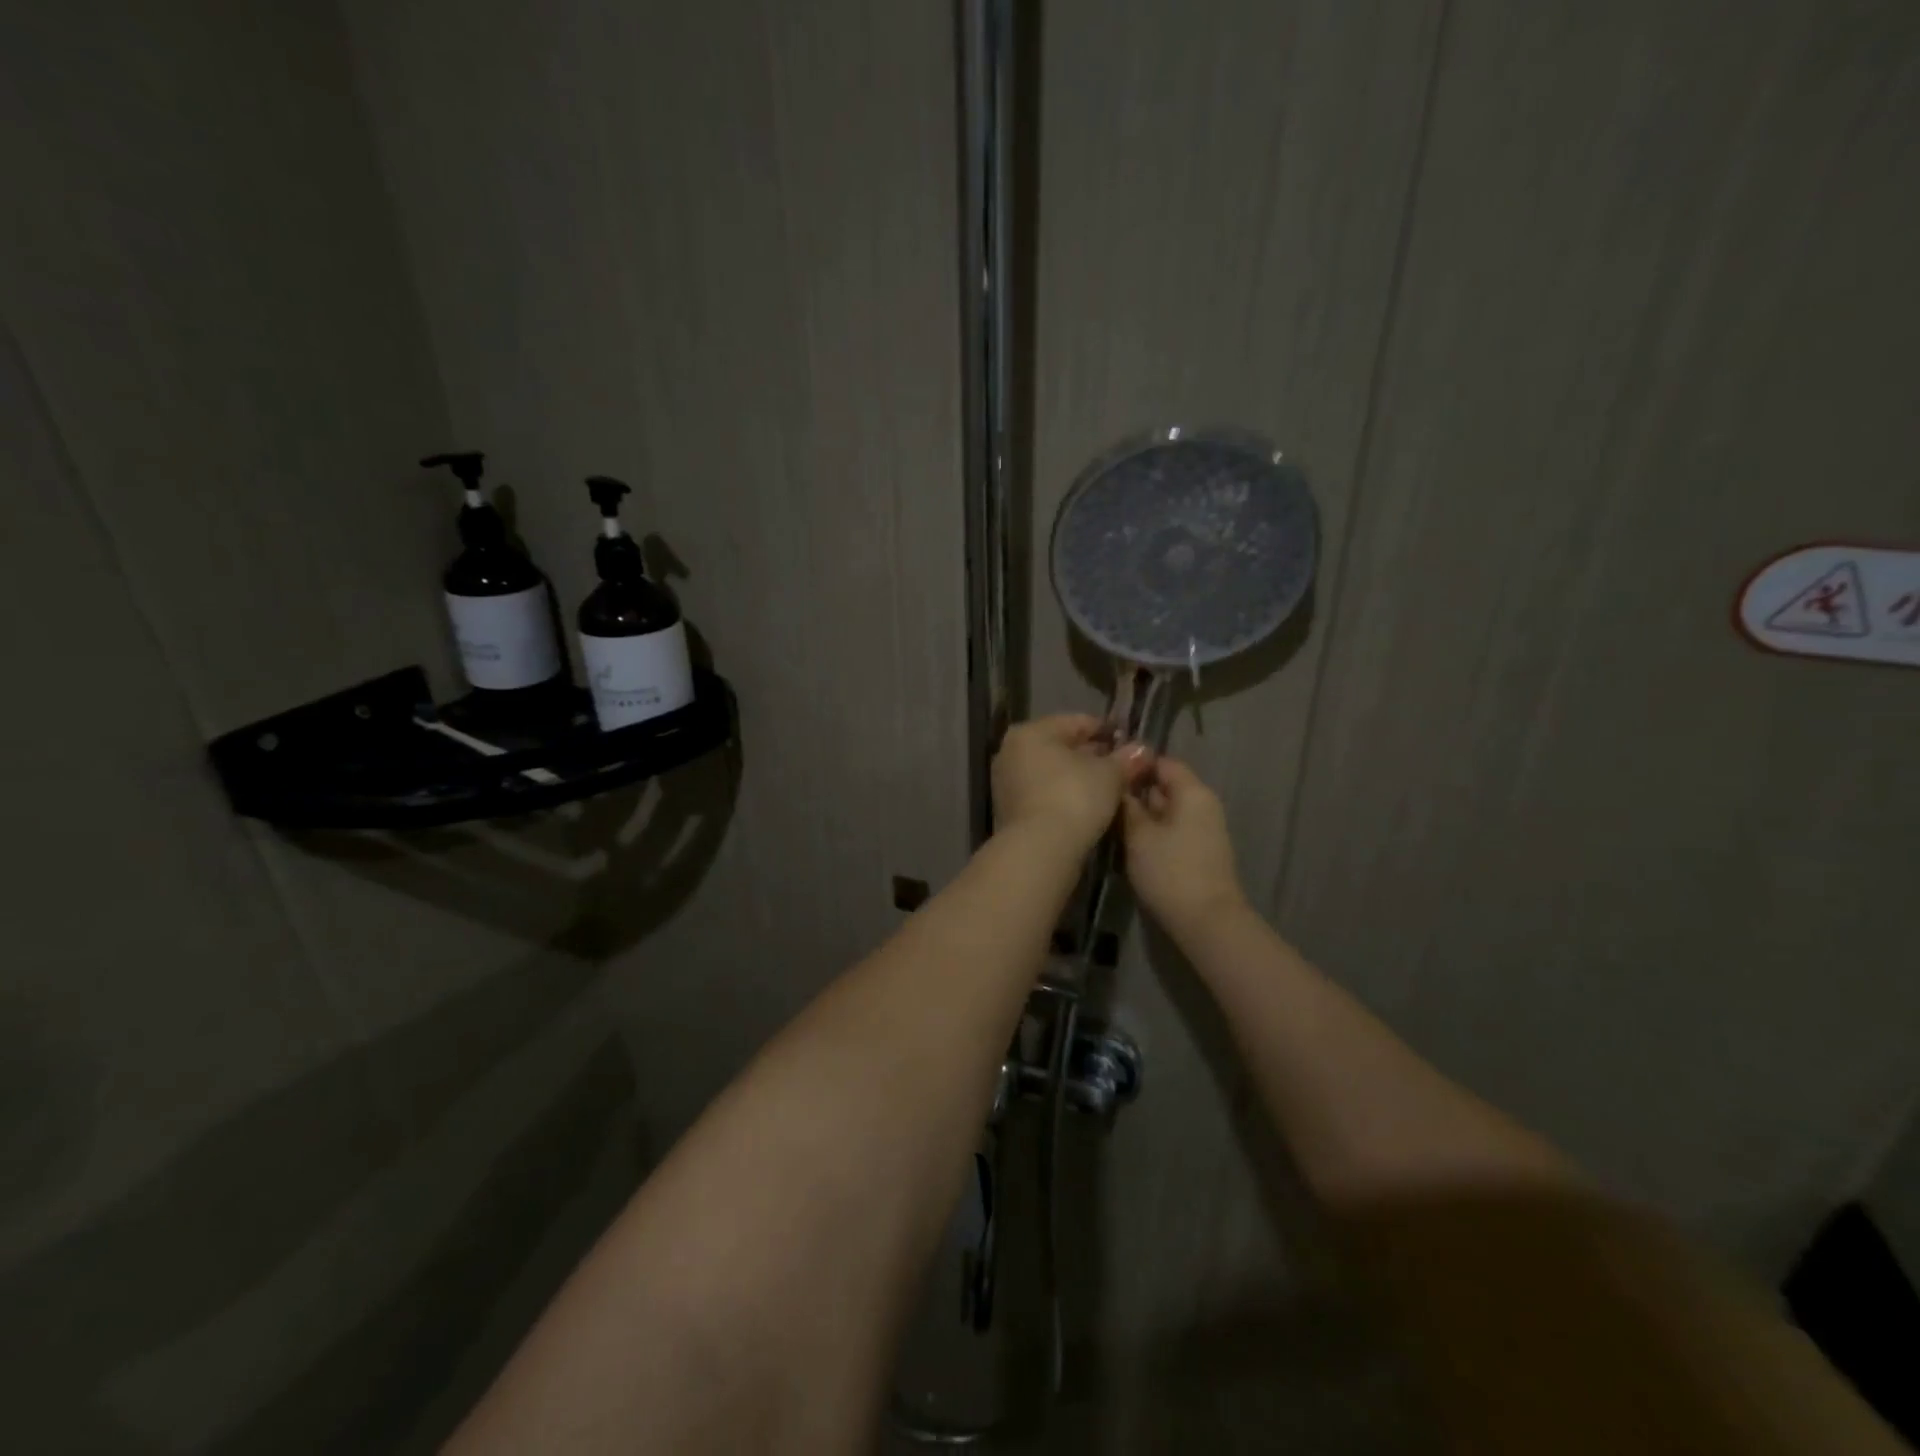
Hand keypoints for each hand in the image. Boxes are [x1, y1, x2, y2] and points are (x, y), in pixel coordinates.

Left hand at [992, 715, 1150, 851]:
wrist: (1039, 850)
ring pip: (1052, 772)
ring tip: (1108, 788)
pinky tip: (1086, 806)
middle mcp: (1011, 751)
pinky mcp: (1008, 810)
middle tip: (1122, 768)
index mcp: (1031, 732)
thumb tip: (1141, 750)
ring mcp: (1006, 782)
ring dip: (1078, 777)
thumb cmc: (1074, 798)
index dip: (1107, 731)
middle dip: (1092, 755)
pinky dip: (1063, 795)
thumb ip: (1125, 759)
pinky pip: (1043, 793)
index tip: (1130, 743)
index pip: (1077, 722)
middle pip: (1061, 746)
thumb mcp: (1109, 775)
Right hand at [1121, 756, 1247, 933]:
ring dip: (1141, 814)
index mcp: (1192, 792)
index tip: (1105, 774)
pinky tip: (1129, 842)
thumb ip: (1127, 806)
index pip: (1162, 762)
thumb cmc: (1170, 871)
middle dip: (1135, 791)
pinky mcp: (1199, 851)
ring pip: (1166, 810)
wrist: (1206, 921)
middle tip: (1101, 798)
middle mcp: (1202, 804)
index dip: (1134, 765)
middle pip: (1165, 786)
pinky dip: (1152, 831)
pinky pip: (1172, 829)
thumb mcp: (1138, 835)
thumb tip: (1118, 785)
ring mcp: (1203, 829)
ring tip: (1109, 819)